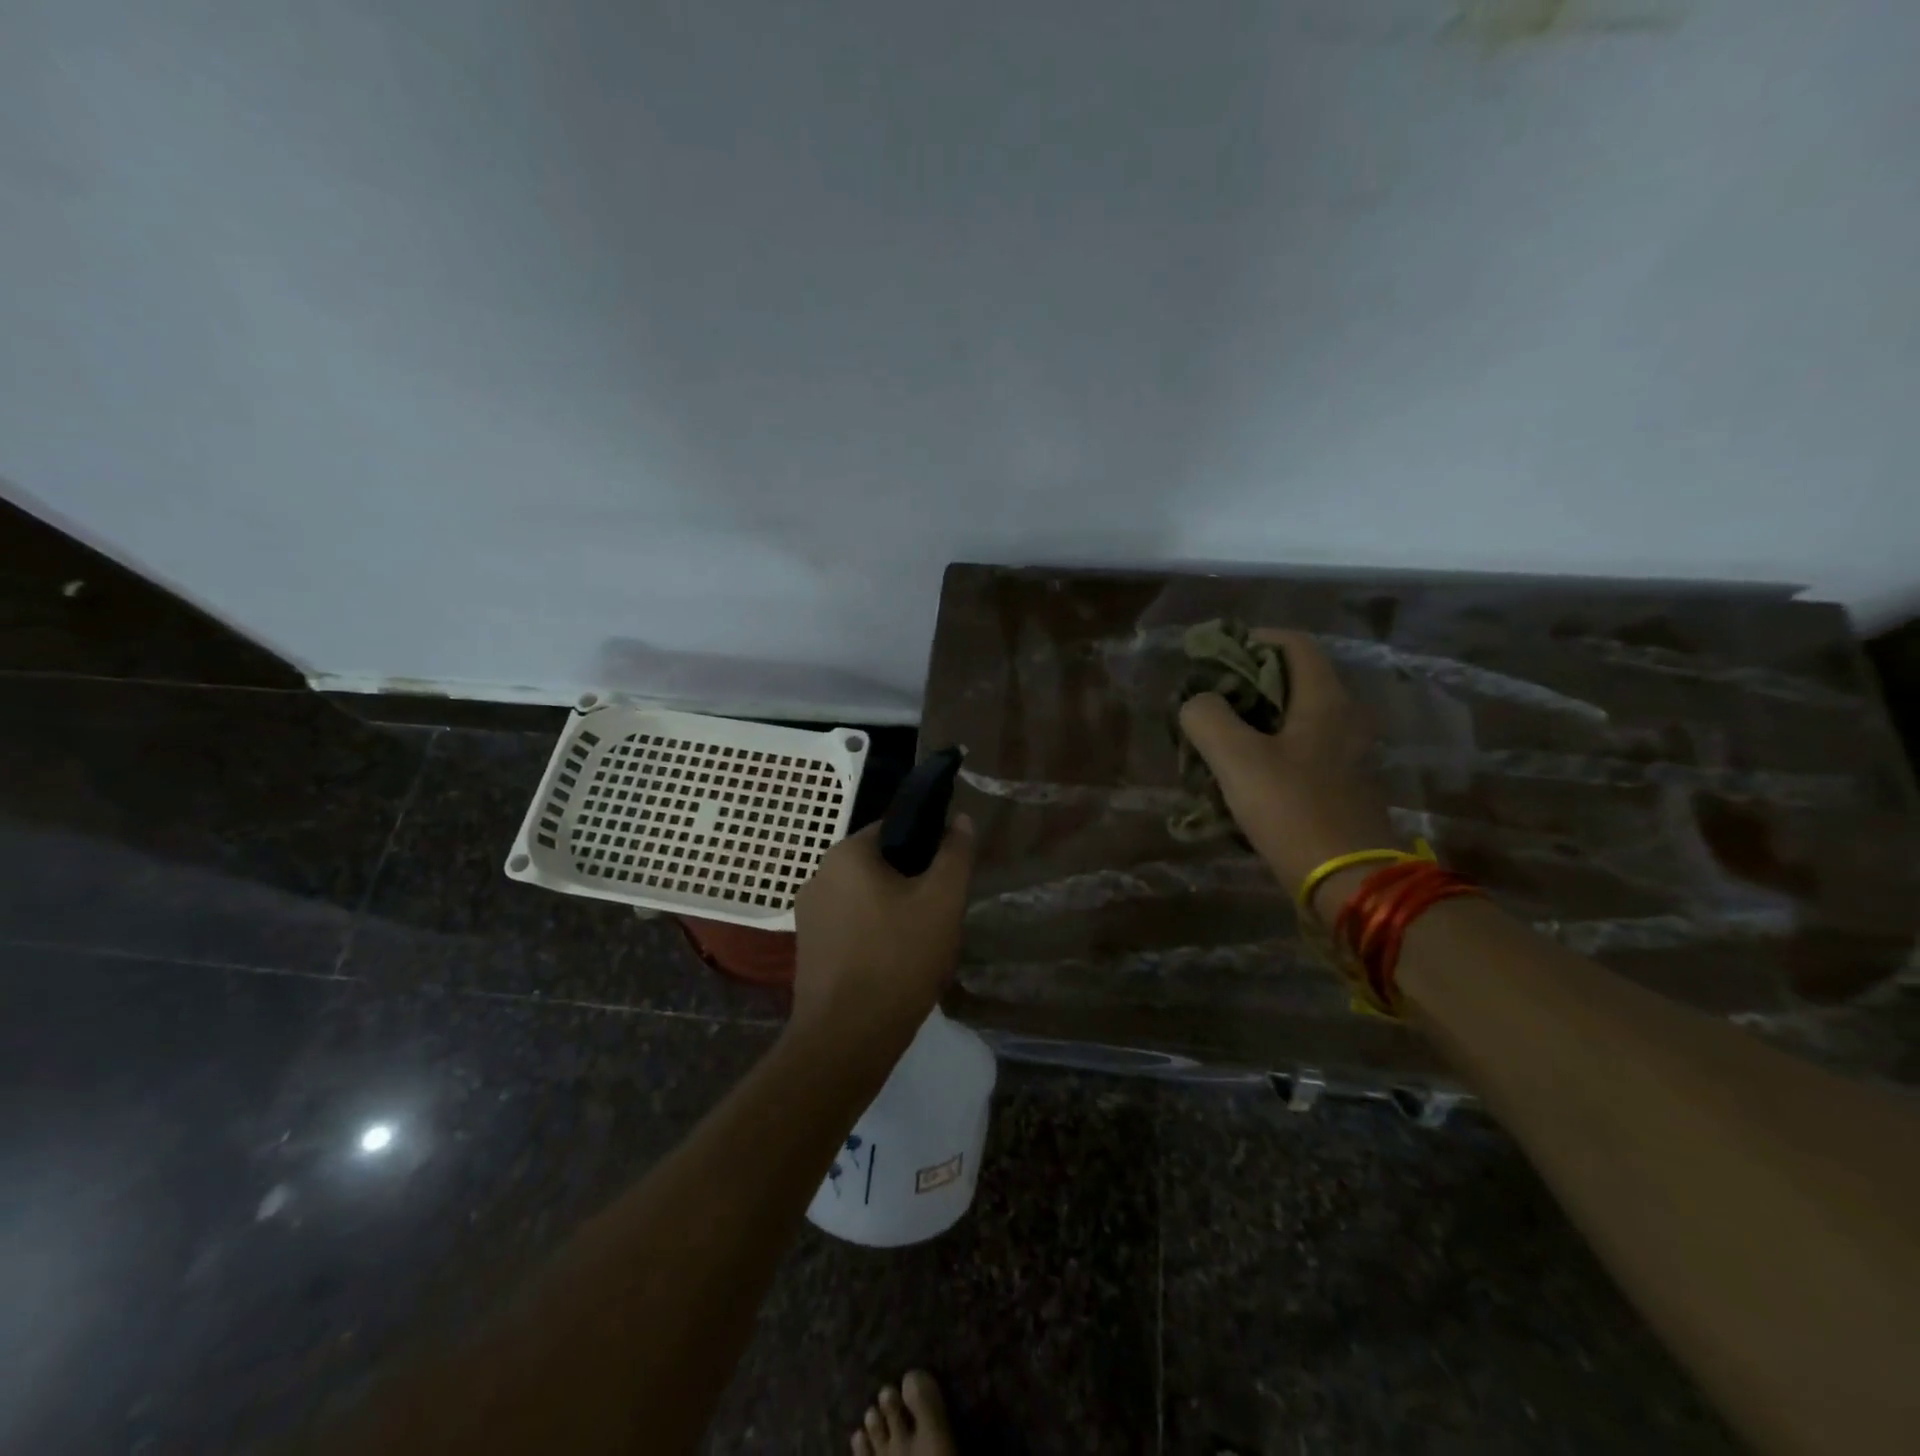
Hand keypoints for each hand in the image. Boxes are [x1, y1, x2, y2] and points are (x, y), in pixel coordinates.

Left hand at [791, 816, 976, 1055]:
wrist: (847, 1037)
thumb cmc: (898, 958)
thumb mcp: (942, 901)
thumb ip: (954, 854)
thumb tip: (960, 819)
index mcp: (846, 854)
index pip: (893, 828)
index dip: (927, 846)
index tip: (948, 876)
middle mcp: (818, 875)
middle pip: (878, 865)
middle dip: (911, 883)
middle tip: (940, 914)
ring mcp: (808, 914)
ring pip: (864, 898)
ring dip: (892, 911)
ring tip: (921, 943)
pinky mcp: (808, 948)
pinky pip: (850, 927)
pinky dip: (873, 935)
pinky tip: (894, 963)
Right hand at [1177, 629, 1397, 917]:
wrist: (1348, 882)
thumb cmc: (1293, 809)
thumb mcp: (1236, 758)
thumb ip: (1207, 717)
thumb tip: (1197, 703)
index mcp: (1325, 700)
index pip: (1294, 644)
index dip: (1252, 640)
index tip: (1213, 658)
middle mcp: (1342, 720)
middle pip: (1290, 682)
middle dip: (1242, 685)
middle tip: (1204, 703)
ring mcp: (1343, 756)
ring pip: (1290, 720)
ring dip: (1249, 723)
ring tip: (1210, 742)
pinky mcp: (1336, 787)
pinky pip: (1295, 753)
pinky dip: (1263, 752)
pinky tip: (1235, 778)